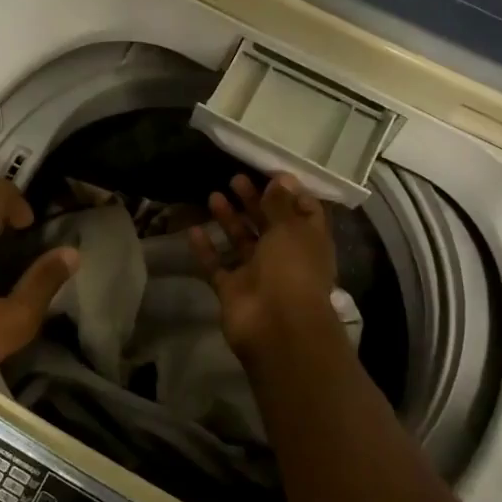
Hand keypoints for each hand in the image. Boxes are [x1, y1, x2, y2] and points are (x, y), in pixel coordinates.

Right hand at [188, 173, 341, 363]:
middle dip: (254, 201)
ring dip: (229, 219)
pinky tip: (192, 230)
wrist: (276, 327)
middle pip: (268, 223)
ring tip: (213, 195)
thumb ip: (281, 203)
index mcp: (308, 241)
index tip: (270, 173)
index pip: (304, 211)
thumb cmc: (292, 269)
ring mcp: (257, 274)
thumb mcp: (290, 229)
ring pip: (241, 242)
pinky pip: (217, 265)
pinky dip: (206, 250)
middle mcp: (285, 256)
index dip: (289, 192)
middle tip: (235, 179)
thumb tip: (282, 178)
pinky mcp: (233, 290)